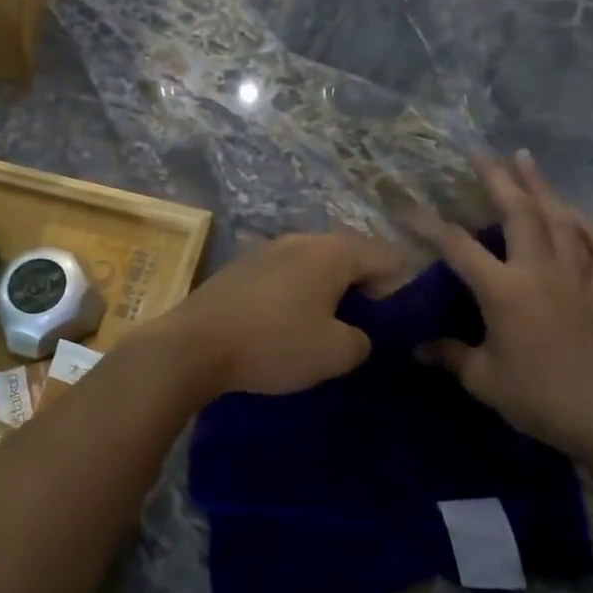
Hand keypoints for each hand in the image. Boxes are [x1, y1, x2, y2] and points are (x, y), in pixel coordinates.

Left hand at [144, 230, 406, 399]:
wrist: (193, 344)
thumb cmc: (273, 343)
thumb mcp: (335, 353)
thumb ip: (362, 340)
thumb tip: (356, 334)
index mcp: (331, 251)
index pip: (385, 256)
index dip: (399, 288)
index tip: (392, 325)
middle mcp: (300, 239)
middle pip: (348, 256)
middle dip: (362, 289)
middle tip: (362, 328)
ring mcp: (266, 249)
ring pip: (313, 265)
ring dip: (326, 292)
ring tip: (324, 329)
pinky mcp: (241, 266)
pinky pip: (284, 275)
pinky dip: (295, 294)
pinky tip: (285, 324)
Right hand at [411, 152, 592, 463]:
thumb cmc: (537, 398)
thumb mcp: (482, 379)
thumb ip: (450, 356)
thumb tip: (419, 347)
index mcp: (505, 291)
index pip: (457, 247)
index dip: (427, 225)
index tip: (405, 208)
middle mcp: (540, 273)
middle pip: (519, 213)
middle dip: (498, 179)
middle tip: (481, 154)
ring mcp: (577, 280)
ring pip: (561, 221)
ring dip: (542, 187)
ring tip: (526, 159)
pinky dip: (591, 229)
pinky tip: (577, 216)